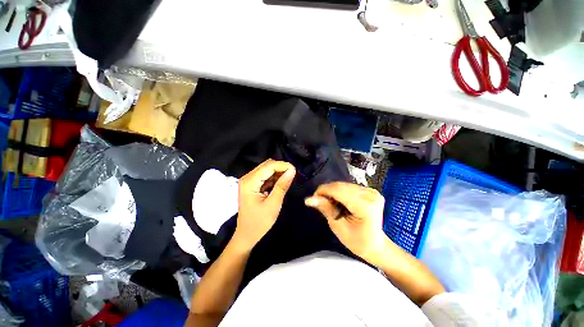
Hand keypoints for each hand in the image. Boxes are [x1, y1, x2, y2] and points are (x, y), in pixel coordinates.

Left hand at [234, 159, 295, 250]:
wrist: (247, 235)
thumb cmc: (259, 222)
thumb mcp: (273, 204)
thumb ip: (282, 185)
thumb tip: (292, 170)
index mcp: (250, 182)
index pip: (269, 166)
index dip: (283, 165)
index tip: (295, 170)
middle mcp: (247, 178)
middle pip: (267, 165)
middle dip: (281, 167)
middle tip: (293, 175)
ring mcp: (249, 181)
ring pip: (266, 169)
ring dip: (278, 172)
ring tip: (288, 179)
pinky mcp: (252, 184)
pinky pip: (265, 175)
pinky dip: (274, 177)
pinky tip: (281, 183)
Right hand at [305, 182, 388, 265]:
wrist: (375, 244)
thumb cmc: (357, 241)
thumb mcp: (338, 227)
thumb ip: (326, 209)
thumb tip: (309, 199)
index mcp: (366, 207)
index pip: (339, 191)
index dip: (323, 191)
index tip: (313, 198)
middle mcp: (371, 195)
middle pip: (341, 186)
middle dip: (327, 191)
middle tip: (319, 201)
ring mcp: (372, 191)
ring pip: (343, 185)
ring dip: (332, 191)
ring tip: (329, 203)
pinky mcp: (370, 190)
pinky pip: (348, 186)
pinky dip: (339, 192)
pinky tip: (338, 201)